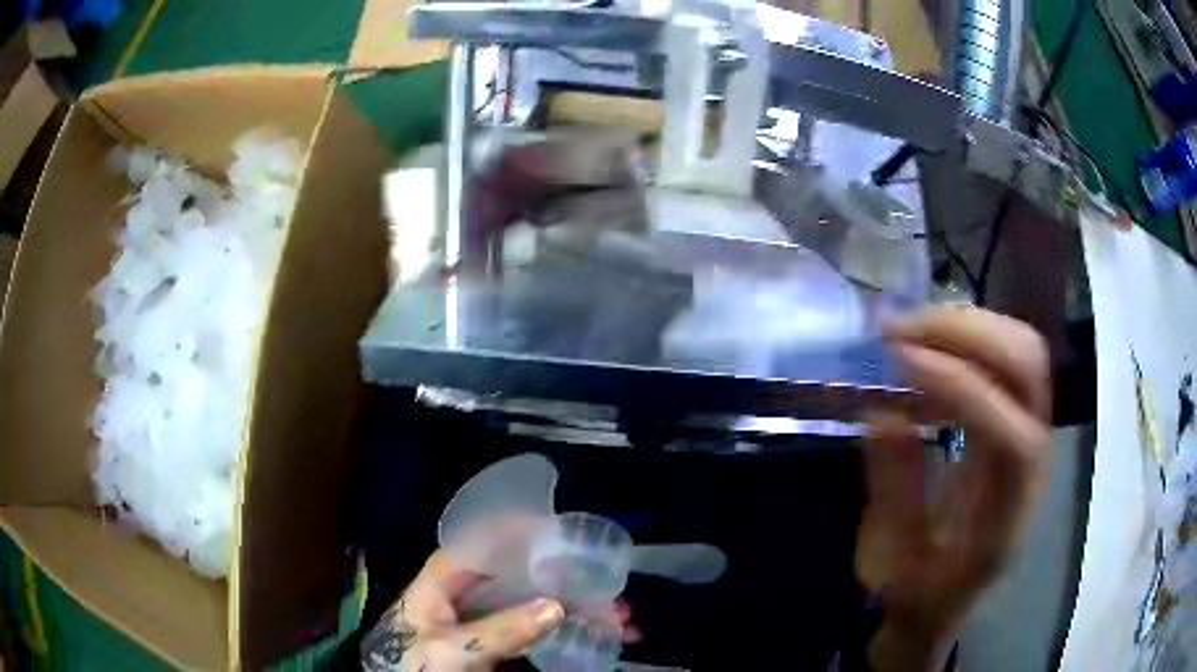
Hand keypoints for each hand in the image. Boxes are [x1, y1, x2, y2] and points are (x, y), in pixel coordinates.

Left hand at [361, 550, 638, 670]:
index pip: (476, 544)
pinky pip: (530, 632)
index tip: (557, 527)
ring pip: (528, 605)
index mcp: (439, 583)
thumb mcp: (454, 649)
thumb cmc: (415, 666)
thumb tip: (557, 606)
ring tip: (616, 616)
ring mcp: (478, 623)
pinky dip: (560, 633)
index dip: (513, 531)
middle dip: (560, 578)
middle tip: (605, 584)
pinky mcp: (491, 646)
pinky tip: (592, 635)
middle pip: (513, 576)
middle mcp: (461, 597)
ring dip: (570, 607)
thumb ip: (501, 629)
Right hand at [857, 306, 1051, 669]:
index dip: (960, 389)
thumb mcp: (895, 563)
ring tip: (909, 326)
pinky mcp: (1017, 417)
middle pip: (1028, 368)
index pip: (1009, 433)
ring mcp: (1031, 431)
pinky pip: (1006, 355)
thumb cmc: (920, 593)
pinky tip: (927, 344)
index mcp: (1009, 511)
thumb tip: (882, 414)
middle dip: (966, 334)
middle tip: (899, 328)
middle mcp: (1034, 460)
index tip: (899, 360)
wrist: (948, 600)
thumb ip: (895, 491)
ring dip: (967, 325)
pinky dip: (967, 336)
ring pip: (1022, 348)